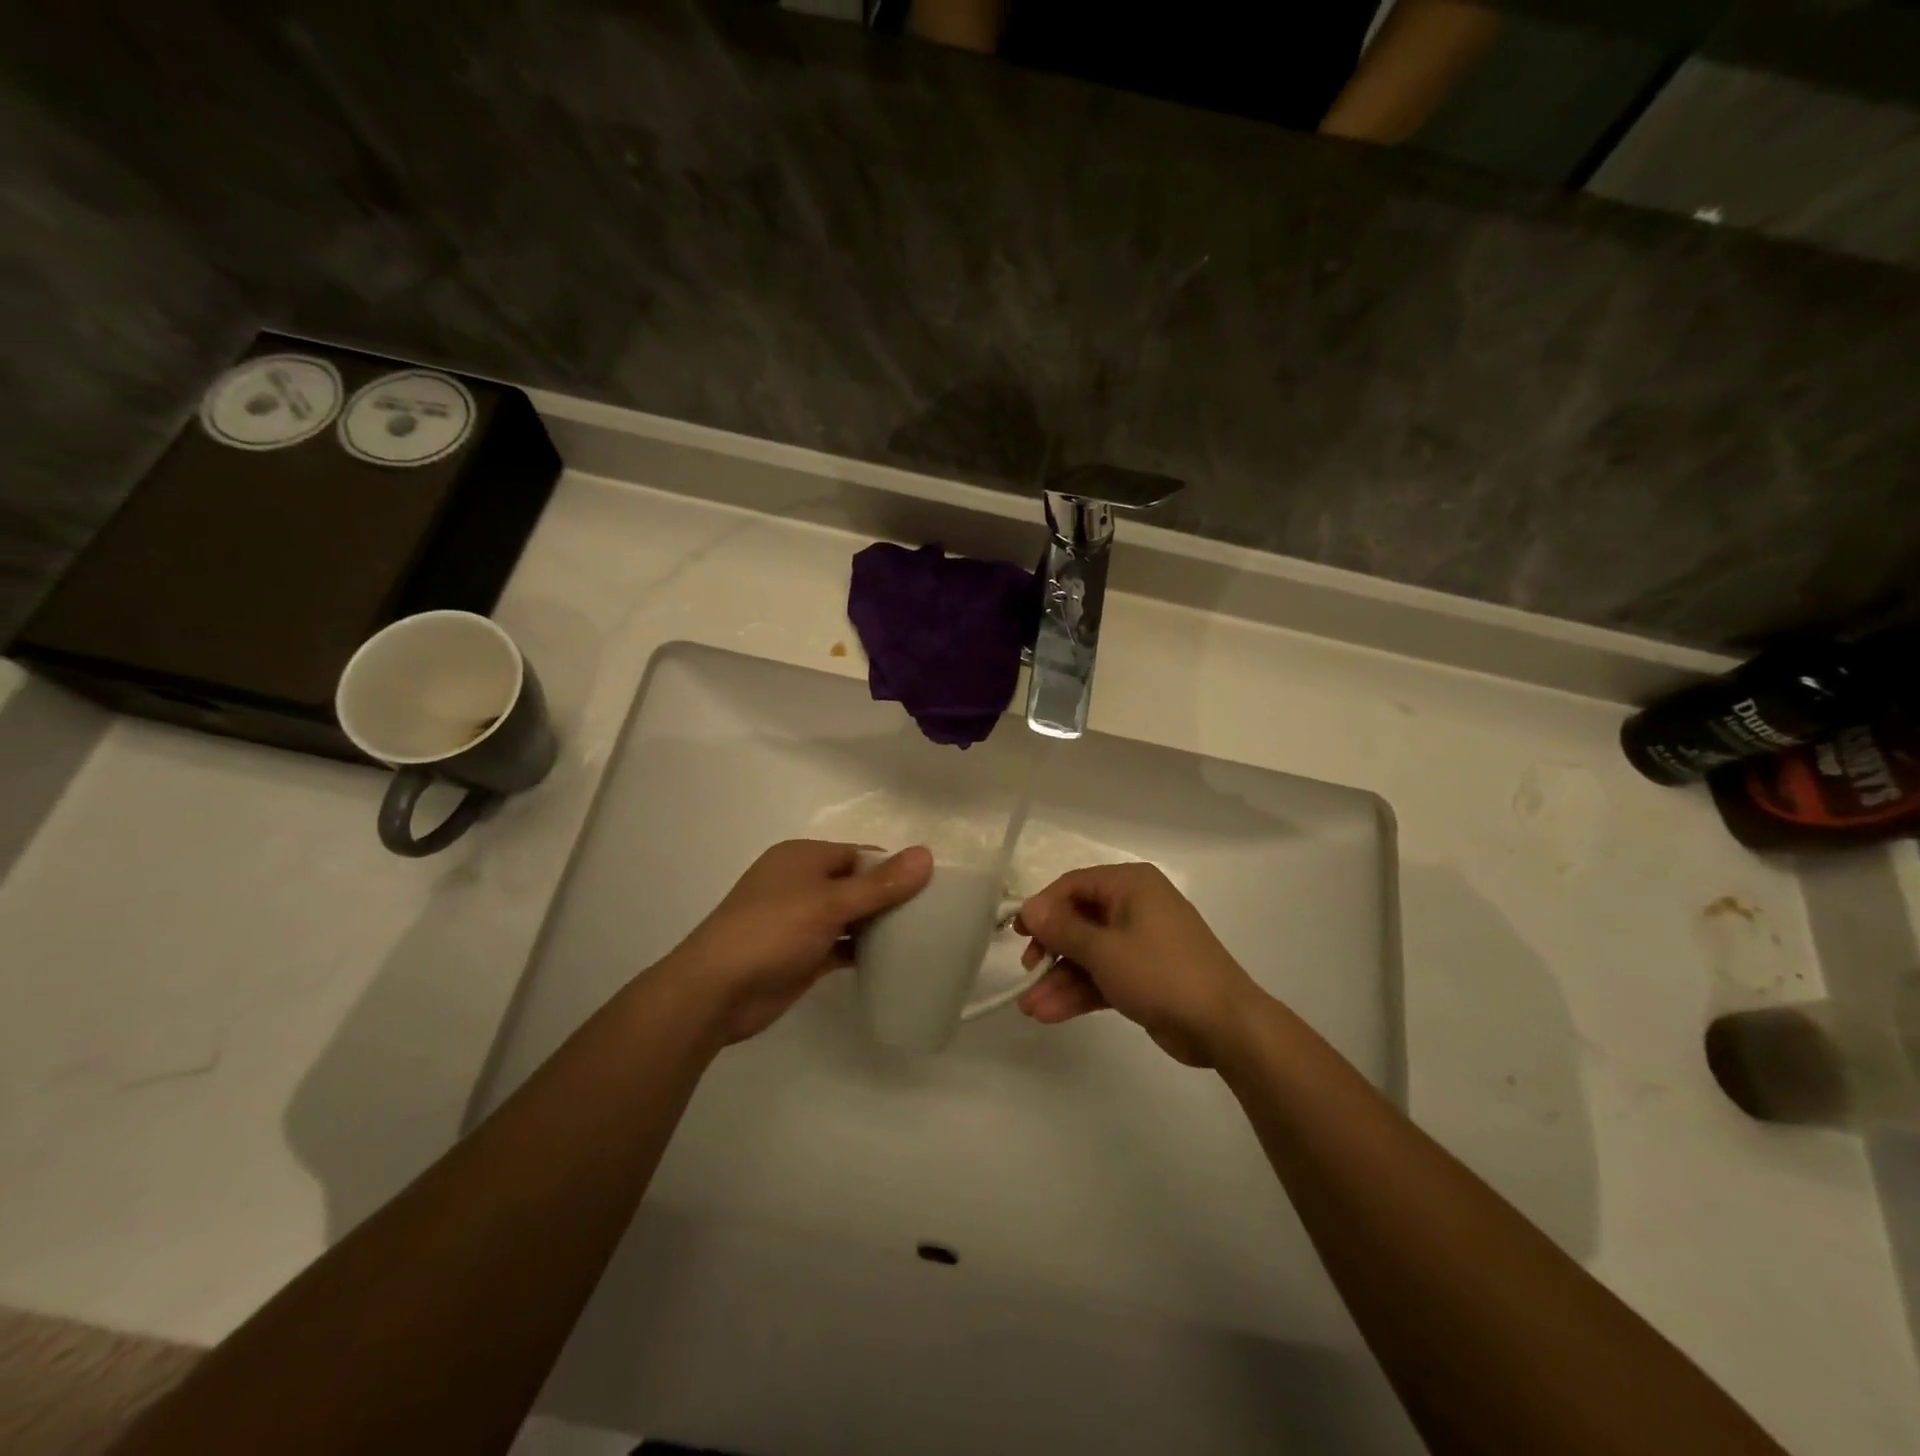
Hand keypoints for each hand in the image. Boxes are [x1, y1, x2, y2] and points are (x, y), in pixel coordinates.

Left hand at [660, 840, 932, 1044]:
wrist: (716, 991)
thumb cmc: (772, 932)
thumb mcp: (829, 903)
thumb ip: (880, 884)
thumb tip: (926, 855)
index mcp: (803, 858)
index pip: (860, 854)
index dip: (893, 867)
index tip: (931, 886)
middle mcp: (801, 884)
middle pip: (856, 884)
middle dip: (889, 897)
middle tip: (934, 914)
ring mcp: (800, 921)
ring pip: (849, 917)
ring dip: (878, 926)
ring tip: (923, 936)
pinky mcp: (802, 955)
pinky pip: (841, 946)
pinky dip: (863, 951)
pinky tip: (895, 961)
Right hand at [1014, 862, 1268, 1066]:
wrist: (1225, 1025)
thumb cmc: (1162, 973)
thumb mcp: (1104, 950)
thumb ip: (1062, 929)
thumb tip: (1028, 908)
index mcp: (1131, 885)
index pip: (1073, 885)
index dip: (1043, 908)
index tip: (1019, 934)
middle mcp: (1135, 906)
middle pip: (1079, 920)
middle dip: (1050, 951)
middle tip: (1027, 971)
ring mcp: (1141, 942)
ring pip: (1089, 953)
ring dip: (1060, 979)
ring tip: (1030, 1008)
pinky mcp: (1145, 975)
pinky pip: (1104, 975)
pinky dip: (1080, 991)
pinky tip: (1050, 1013)